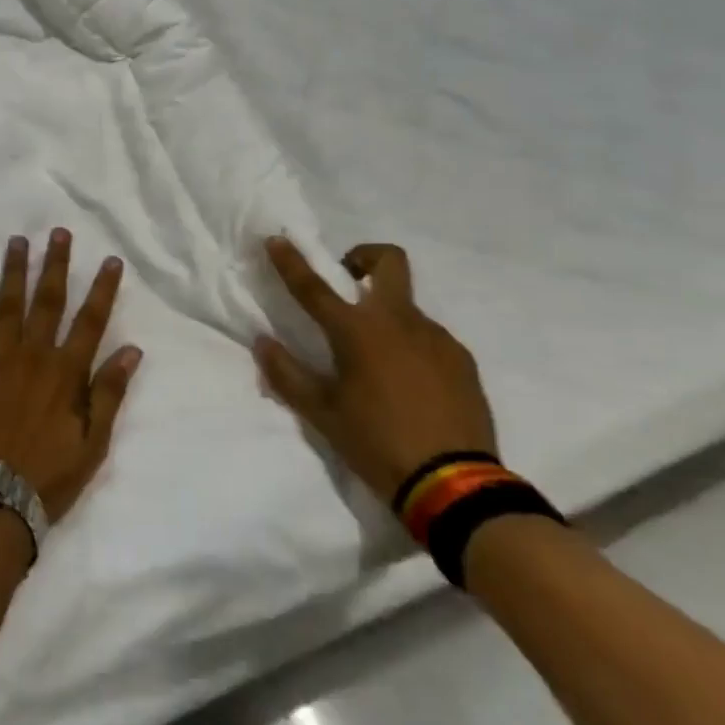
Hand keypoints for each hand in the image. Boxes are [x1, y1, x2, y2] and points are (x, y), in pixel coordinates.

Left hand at [0, 230, 143, 524]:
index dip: (102, 288)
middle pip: (48, 300)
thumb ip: (109, 394)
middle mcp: (33, 355)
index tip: (110, 260)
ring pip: (9, 303)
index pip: (91, 320)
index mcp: (66, 372)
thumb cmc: (47, 476)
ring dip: (15, 269)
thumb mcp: (92, 444)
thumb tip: (132, 350)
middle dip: (56, 264)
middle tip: (59, 232)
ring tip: (18, 240)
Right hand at [254, 237, 496, 504]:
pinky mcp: (462, 360)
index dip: (291, 261)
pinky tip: (409, 384)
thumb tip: (263, 343)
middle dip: (363, 257)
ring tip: (378, 362)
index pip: (314, 287)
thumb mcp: (322, 414)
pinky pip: (430, 338)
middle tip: (348, 282)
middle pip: (388, 261)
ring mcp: (436, 337)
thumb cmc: (377, 443)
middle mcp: (399, 321)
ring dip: (386, 315)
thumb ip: (287, 374)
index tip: (277, 239)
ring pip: (407, 305)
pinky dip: (412, 346)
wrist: (455, 485)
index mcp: (357, 331)